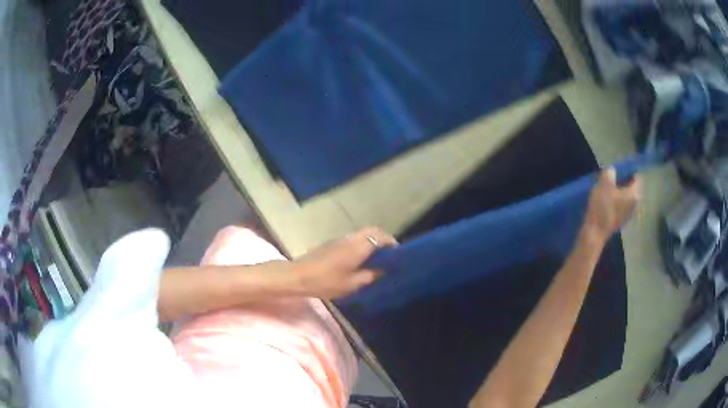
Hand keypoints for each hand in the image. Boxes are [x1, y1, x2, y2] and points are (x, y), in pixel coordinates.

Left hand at [293, 227, 397, 298]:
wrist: (298, 276)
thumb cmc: (326, 281)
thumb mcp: (352, 284)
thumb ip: (370, 276)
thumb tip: (382, 270)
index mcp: (358, 246)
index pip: (381, 236)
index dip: (392, 243)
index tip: (398, 254)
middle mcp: (351, 238)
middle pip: (372, 231)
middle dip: (384, 239)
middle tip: (389, 254)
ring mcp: (340, 239)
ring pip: (362, 234)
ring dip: (372, 241)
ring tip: (377, 258)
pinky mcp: (332, 243)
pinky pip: (353, 239)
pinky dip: (362, 244)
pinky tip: (361, 259)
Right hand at [582, 168, 640, 244]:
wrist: (595, 233)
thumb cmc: (602, 207)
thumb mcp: (603, 185)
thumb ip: (609, 174)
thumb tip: (612, 170)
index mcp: (634, 194)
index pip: (637, 177)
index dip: (628, 170)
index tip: (618, 167)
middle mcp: (635, 204)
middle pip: (632, 187)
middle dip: (624, 180)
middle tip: (612, 176)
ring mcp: (629, 213)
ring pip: (627, 196)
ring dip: (620, 190)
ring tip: (608, 187)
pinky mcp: (621, 220)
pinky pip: (622, 205)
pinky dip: (617, 200)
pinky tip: (607, 199)